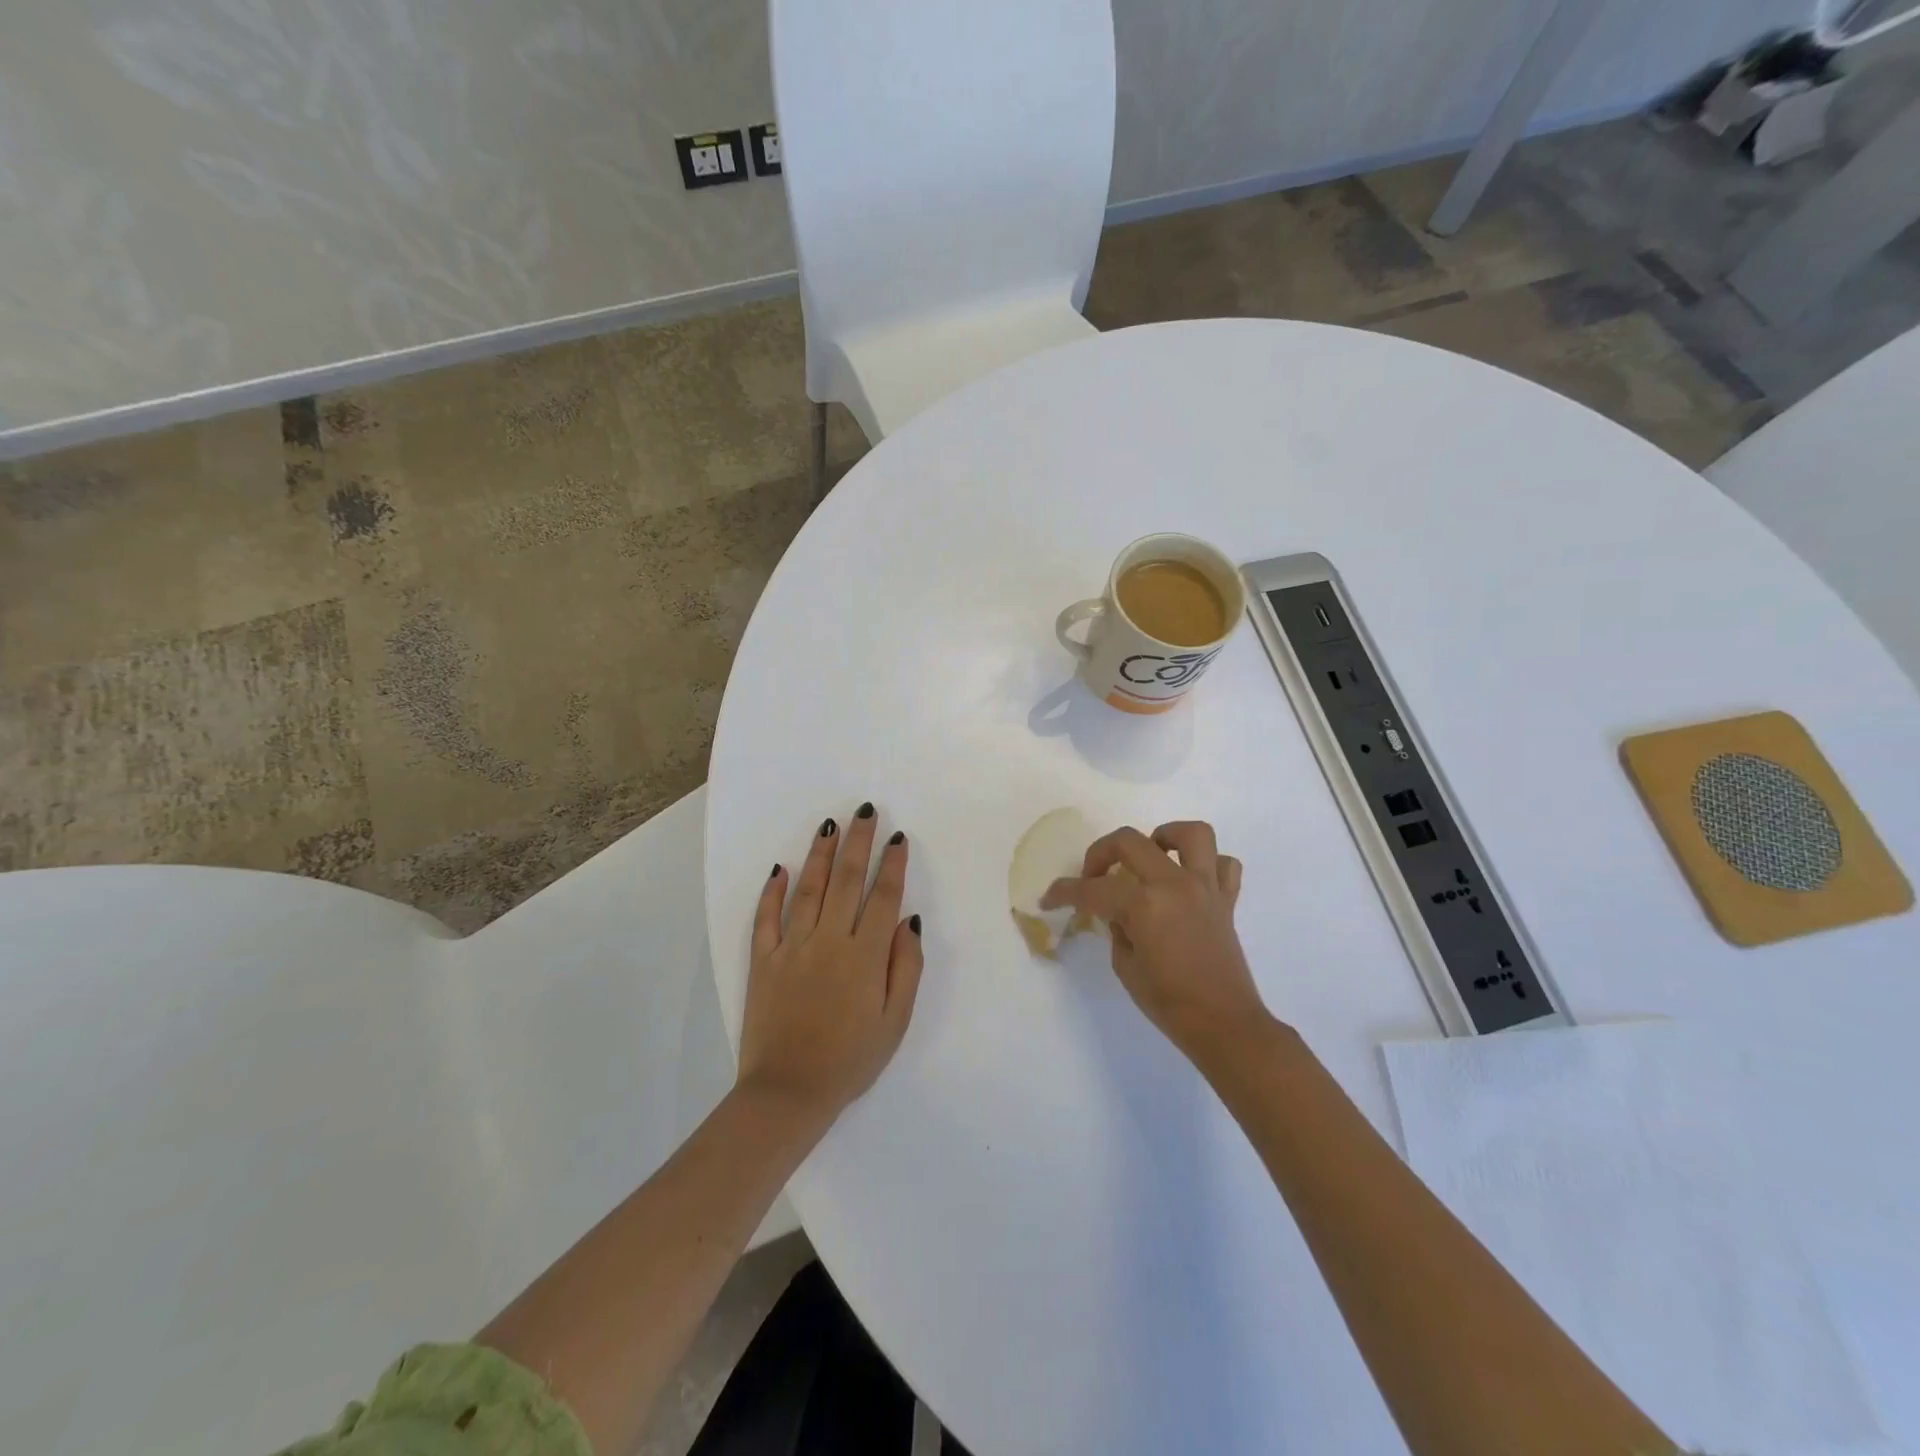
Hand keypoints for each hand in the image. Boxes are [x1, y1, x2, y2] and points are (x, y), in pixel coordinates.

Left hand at [738, 804, 924, 1126]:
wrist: (788, 1093)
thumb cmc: (851, 1060)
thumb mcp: (895, 1022)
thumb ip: (906, 968)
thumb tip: (909, 922)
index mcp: (865, 956)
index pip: (883, 898)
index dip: (892, 865)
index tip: (897, 838)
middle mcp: (829, 941)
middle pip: (847, 881)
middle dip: (858, 843)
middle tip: (865, 812)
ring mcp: (792, 948)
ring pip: (809, 889)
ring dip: (821, 855)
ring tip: (830, 826)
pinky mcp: (763, 961)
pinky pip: (766, 918)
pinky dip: (772, 892)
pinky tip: (781, 868)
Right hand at [1041, 821, 1271, 1061]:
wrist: (1224, 1025)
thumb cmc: (1168, 1003)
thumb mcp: (1125, 966)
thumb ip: (1118, 928)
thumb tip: (1118, 913)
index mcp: (1144, 904)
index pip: (1092, 889)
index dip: (1064, 892)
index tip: (1049, 898)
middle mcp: (1174, 884)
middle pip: (1129, 841)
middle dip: (1100, 852)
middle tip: (1093, 876)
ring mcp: (1205, 888)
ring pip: (1192, 835)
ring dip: (1166, 837)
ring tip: (1151, 855)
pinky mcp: (1227, 900)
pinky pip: (1225, 865)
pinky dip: (1207, 865)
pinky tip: (1189, 880)